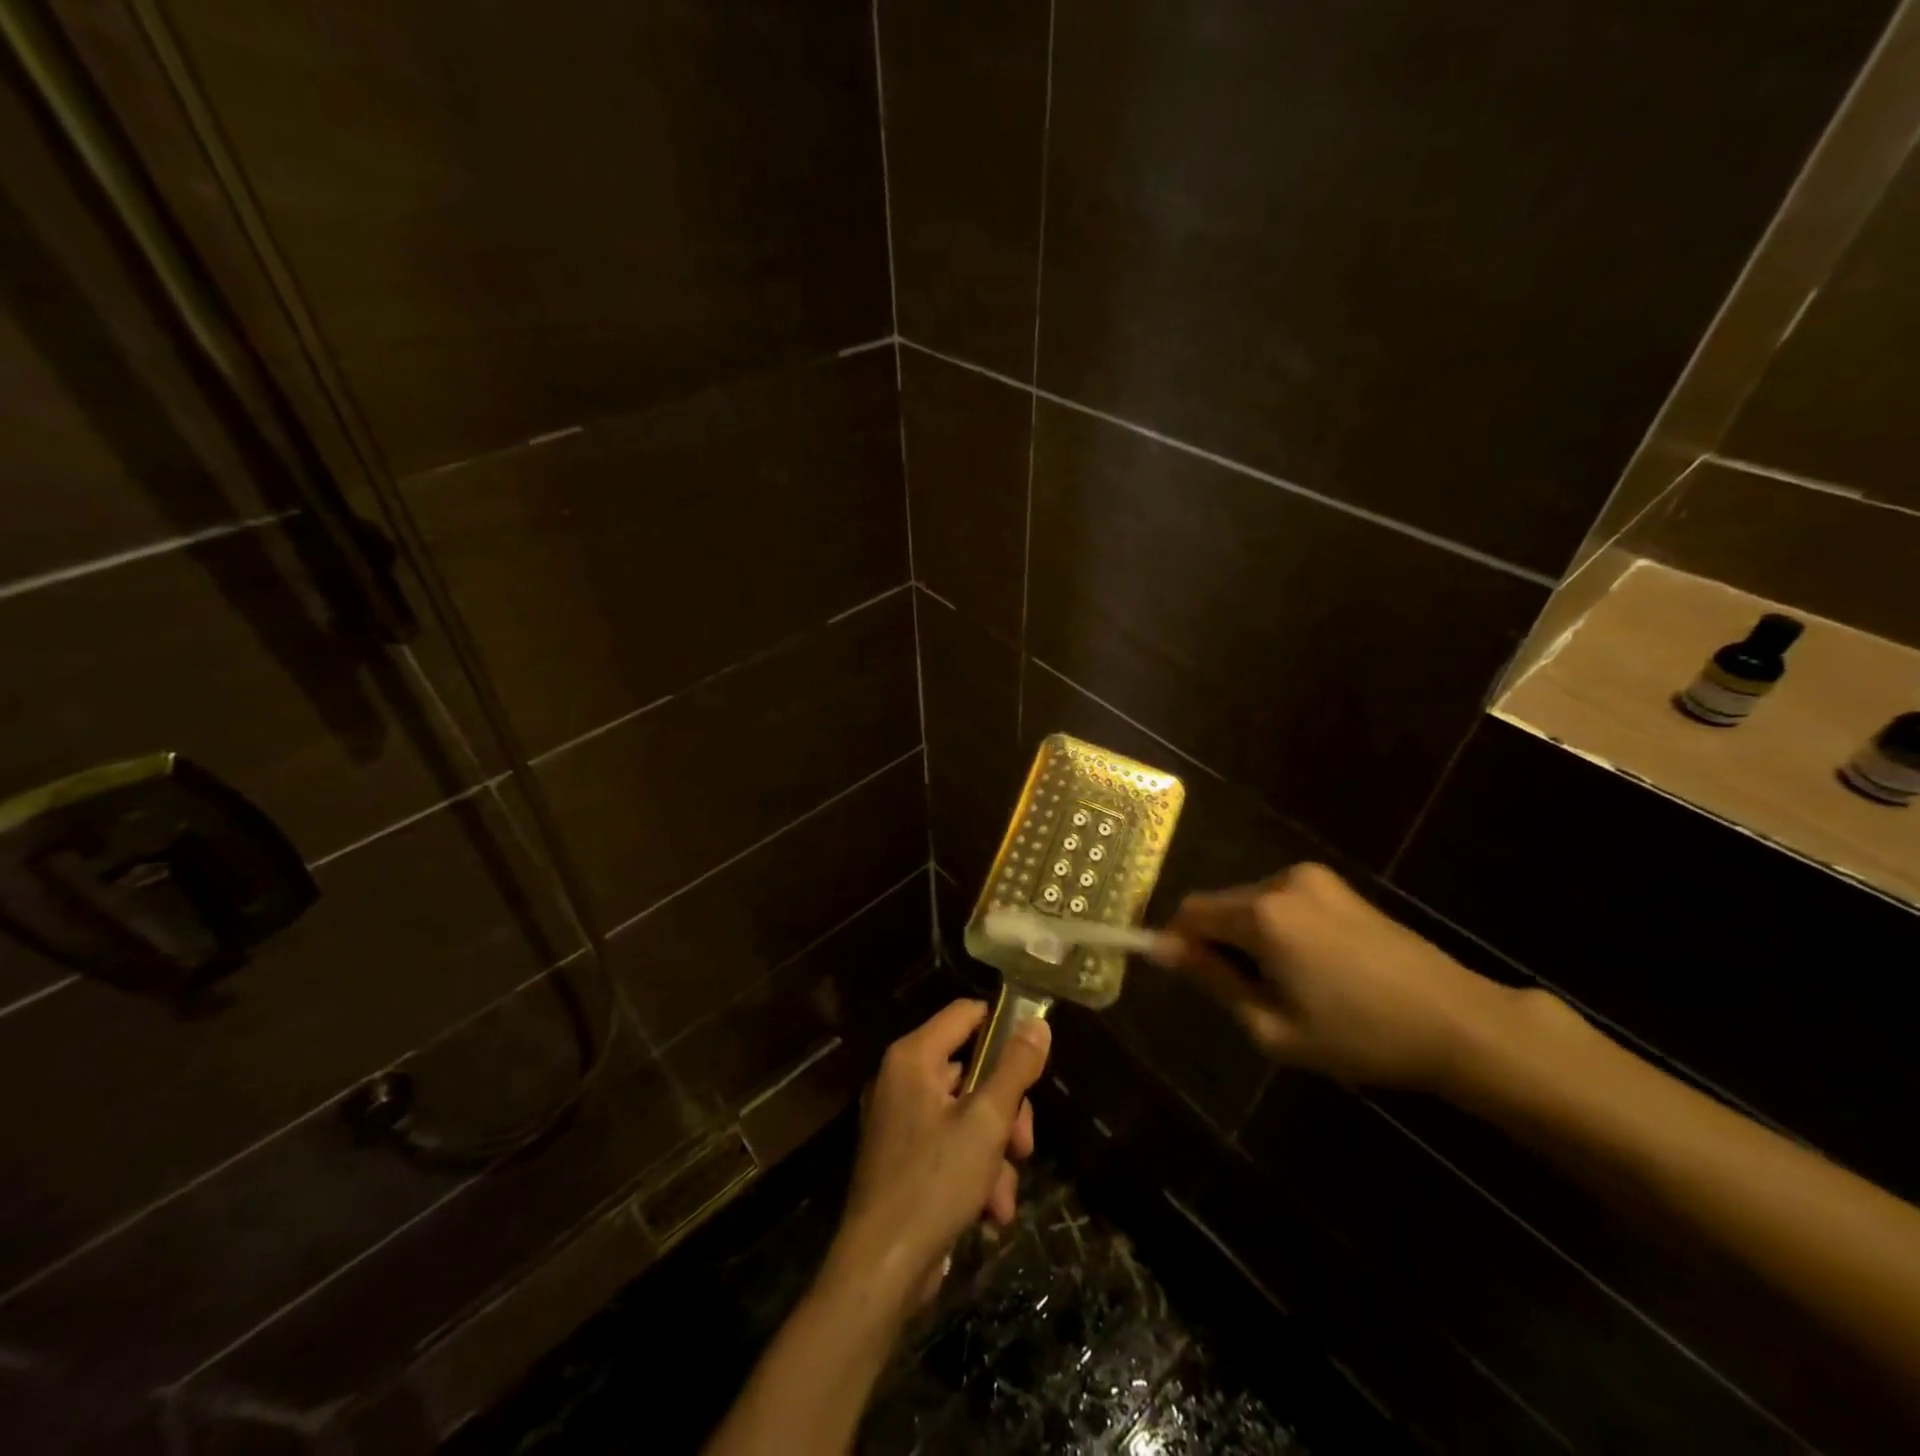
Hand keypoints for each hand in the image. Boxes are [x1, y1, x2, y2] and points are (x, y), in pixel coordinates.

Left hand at [825, 1000, 1050, 1309]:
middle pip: (972, 1070)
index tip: (1035, 1056)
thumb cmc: (934, 1183)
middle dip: (1006, 1112)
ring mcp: (901, 1120)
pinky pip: (951, 1145)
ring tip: (1002, 1196)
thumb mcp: (986, 1122)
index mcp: (914, 1057)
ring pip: (968, 1115)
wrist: (881, 1270)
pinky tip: (989, 1212)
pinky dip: (974, 1173)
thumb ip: (1014, 1069)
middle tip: (1023, 1145)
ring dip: (995, 1154)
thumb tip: (1037, 1023)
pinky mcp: (905, 1157)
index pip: (966, 1013)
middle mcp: (903, 1079)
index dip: (1003, 1027)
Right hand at [1159, 862, 1522, 1090]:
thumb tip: (1161, 949)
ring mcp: (1313, 879)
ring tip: (1283, 983)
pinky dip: (1275, 927)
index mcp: (1263, 914)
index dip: (1176, 941)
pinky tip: (1310, 965)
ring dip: (1246, 935)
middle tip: (1243, 994)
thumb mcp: (1272, 1025)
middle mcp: (1282, 882)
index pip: (1191, 912)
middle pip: (1220, 904)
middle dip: (1215, 941)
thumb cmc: (1360, 1035)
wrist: (1457, 1021)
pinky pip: (1281, 900)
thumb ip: (1212, 980)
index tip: (1183, 976)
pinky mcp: (1337, 885)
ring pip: (1249, 902)